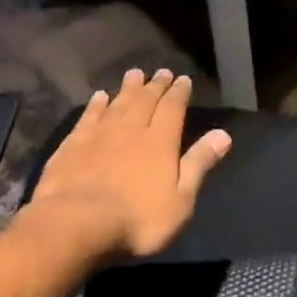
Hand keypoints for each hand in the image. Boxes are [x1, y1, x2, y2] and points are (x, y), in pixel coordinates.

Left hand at [26, 69, 230, 260]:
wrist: (75, 224)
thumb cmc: (136, 219)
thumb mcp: (180, 200)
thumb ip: (199, 164)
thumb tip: (223, 134)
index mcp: (160, 140)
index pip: (173, 108)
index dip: (179, 92)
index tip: (183, 79)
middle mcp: (132, 128)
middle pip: (146, 100)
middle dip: (156, 85)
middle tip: (162, 72)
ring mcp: (100, 134)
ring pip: (118, 102)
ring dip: (128, 87)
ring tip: (135, 74)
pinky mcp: (73, 144)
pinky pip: (89, 116)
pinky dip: (96, 104)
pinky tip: (99, 96)